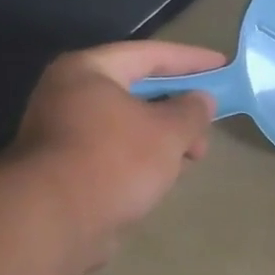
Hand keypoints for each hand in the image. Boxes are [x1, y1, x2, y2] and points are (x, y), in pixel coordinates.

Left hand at [3, 40, 224, 269]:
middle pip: (136, 91)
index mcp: (88, 71)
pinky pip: (114, 152)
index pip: (149, 54)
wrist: (52, 220)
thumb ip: (192, 111)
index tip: (222, 65)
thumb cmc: (115, 160)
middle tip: (207, 127)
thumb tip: (201, 100)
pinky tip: (162, 178)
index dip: (191, 59)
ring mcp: (62, 133)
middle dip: (178, 109)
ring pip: (126, 125)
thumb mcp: (169, 132)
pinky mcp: (64, 168)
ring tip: (191, 158)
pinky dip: (141, 159)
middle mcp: (68, 94)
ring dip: (162, 138)